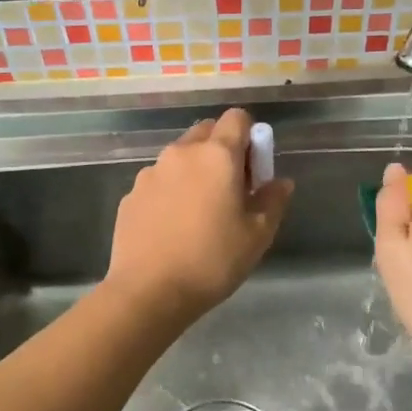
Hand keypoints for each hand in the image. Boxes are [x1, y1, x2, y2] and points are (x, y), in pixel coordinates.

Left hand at [104, 109, 293, 322]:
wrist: (148, 292)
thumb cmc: (212, 261)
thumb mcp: (257, 235)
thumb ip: (273, 200)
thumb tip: (281, 182)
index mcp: (217, 155)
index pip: (237, 118)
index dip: (250, 136)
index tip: (254, 169)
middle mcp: (181, 153)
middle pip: (207, 132)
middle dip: (222, 150)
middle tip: (231, 189)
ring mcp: (150, 172)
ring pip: (180, 157)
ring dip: (194, 170)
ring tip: (199, 213)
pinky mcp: (130, 194)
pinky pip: (158, 181)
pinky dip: (170, 192)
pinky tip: (172, 228)